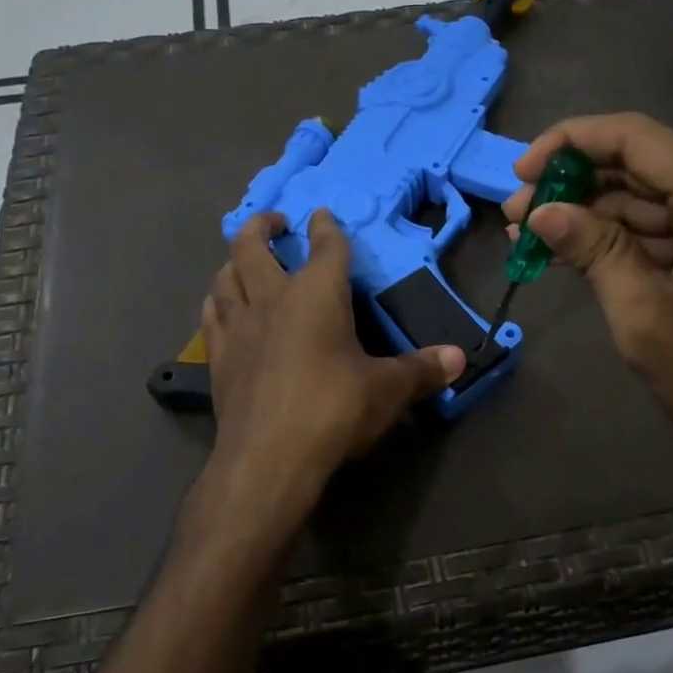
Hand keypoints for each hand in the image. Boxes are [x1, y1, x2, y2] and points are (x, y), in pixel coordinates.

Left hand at [196, 210, 465, 534]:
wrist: (269, 458)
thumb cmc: (334, 409)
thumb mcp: (388, 389)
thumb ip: (422, 370)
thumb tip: (461, 358)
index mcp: (317, 294)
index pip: (325, 247)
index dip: (326, 227)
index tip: (322, 215)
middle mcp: (272, 299)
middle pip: (253, 246)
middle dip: (263, 226)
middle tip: (275, 222)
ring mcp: (239, 327)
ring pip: (224, 278)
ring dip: (234, 262)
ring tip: (243, 261)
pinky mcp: (219, 359)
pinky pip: (211, 317)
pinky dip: (216, 303)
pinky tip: (221, 308)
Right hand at [503, 113, 672, 487]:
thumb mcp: (644, 315)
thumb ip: (593, 250)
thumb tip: (541, 211)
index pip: (633, 137)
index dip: (569, 143)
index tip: (521, 174)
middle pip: (641, 162)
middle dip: (574, 183)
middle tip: (517, 215)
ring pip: (652, 196)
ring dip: (593, 213)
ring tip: (533, 236)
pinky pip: (670, 226)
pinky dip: (623, 237)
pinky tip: (576, 251)